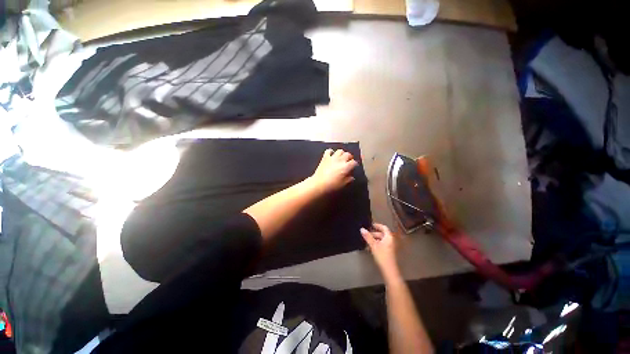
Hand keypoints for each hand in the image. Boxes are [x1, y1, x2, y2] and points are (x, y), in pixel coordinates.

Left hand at [309, 149, 358, 192]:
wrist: (319, 184)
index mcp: (346, 167)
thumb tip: (351, 177)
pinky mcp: (325, 157)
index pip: (354, 162)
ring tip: (341, 157)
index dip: (355, 164)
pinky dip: (331, 152)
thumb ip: (349, 179)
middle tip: (348, 161)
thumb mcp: (343, 184)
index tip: (354, 167)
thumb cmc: (332, 185)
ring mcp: (332, 158)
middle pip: (348, 154)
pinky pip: (328, 151)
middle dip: (349, 157)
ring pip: (340, 151)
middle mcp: (340, 160)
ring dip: (342, 154)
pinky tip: (331, 155)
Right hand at [361, 223, 400, 278]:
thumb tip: (362, 229)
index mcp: (389, 237)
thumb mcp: (373, 245)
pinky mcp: (388, 252)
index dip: (377, 225)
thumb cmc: (382, 256)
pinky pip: (382, 244)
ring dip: (374, 239)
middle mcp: (391, 240)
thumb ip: (368, 237)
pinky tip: (370, 247)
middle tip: (366, 234)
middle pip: (382, 234)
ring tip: (366, 241)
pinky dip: (376, 244)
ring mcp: (390, 246)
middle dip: (374, 233)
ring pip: (381, 240)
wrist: (389, 270)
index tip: (370, 225)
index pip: (384, 227)